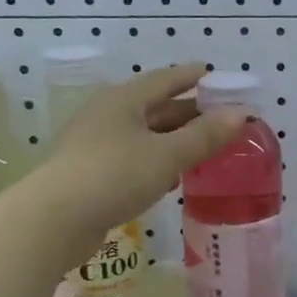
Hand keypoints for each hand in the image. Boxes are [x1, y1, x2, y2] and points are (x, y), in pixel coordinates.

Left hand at [39, 63, 242, 245]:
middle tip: (221, 118)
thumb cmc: (115, 176)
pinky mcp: (91, 174)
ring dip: (174, 139)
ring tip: (204, 147)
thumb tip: (241, 114)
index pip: (165, 79)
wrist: (55, 220)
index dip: (191, 77)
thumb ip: (205, 136)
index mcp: (124, 100)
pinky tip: (172, 176)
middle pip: (155, 107)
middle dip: (188, 112)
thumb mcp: (167, 155)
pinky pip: (133, 158)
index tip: (215, 75)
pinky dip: (157, 161)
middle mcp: (107, 115)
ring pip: (144, 135)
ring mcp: (95, 145)